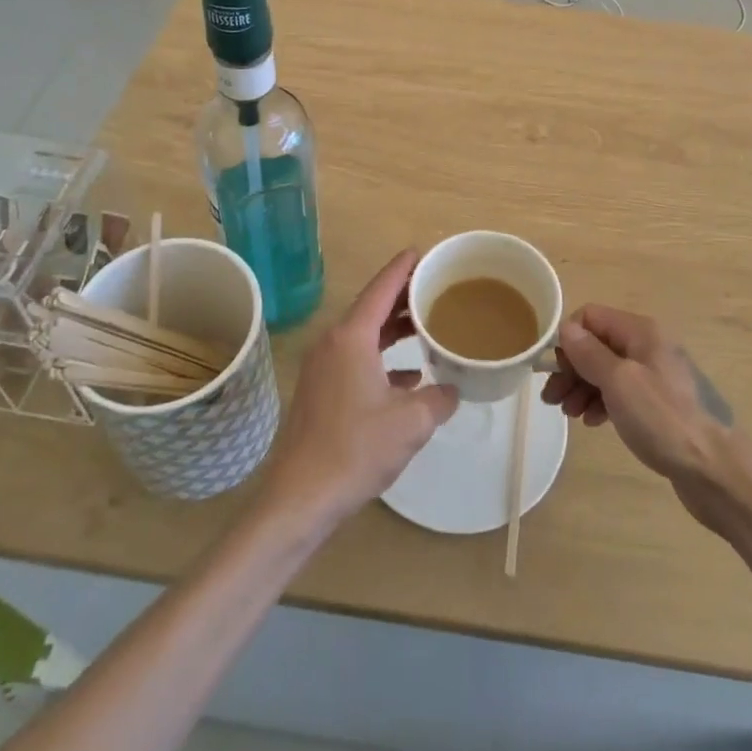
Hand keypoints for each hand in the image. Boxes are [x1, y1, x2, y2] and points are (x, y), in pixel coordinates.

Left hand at [261, 251, 459, 527]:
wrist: (301, 498)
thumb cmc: (356, 450)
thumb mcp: (412, 423)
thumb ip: (438, 398)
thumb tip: (451, 389)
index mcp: (352, 337)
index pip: (382, 288)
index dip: (404, 267)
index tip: (423, 252)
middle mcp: (333, 343)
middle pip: (373, 308)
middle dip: (405, 298)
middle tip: (437, 290)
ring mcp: (323, 367)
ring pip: (365, 335)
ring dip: (394, 330)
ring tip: (427, 327)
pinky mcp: (321, 391)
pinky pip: (356, 359)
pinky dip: (382, 358)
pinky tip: (408, 378)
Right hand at [543, 305, 734, 490]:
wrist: (715, 470)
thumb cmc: (663, 419)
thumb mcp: (619, 382)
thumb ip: (589, 353)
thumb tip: (566, 328)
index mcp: (641, 331)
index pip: (591, 317)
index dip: (568, 340)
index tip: (555, 372)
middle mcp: (649, 346)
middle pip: (597, 344)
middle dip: (572, 368)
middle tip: (552, 398)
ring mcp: (656, 375)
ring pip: (607, 370)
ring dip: (583, 387)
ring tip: (569, 414)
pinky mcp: (659, 404)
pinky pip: (622, 392)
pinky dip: (603, 402)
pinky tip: (594, 422)